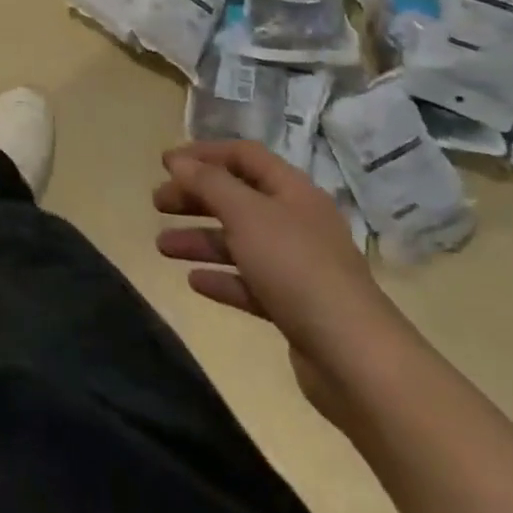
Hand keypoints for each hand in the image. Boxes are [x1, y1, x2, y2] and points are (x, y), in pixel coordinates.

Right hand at [154, 140, 404, 419]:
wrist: (355, 359)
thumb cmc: (296, 268)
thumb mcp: (245, 214)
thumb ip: (208, 183)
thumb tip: (178, 160)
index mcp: (292, 191)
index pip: (244, 156)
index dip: (204, 154)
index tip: (166, 163)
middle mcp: (296, 222)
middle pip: (237, 198)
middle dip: (195, 198)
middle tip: (157, 203)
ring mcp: (297, 266)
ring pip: (239, 242)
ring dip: (200, 239)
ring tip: (161, 247)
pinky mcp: (294, 307)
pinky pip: (249, 282)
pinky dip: (221, 278)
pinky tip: (194, 282)